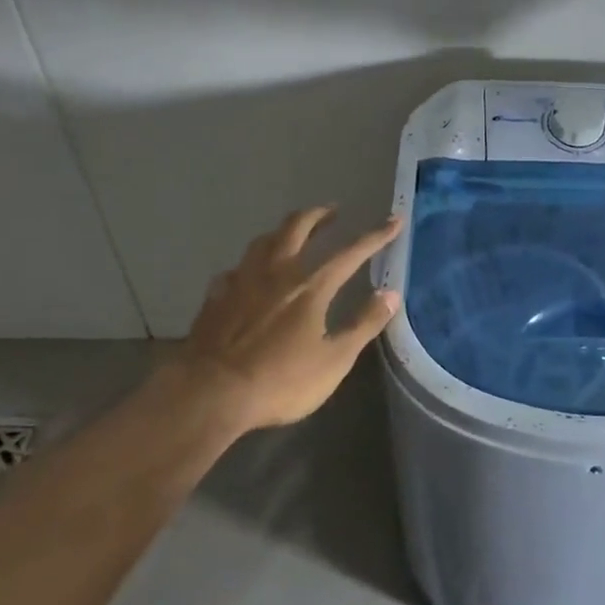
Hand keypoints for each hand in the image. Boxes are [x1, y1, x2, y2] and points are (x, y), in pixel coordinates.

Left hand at [167, 207, 401, 431]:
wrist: (210, 393)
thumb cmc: (280, 381)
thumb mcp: (334, 361)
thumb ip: (363, 324)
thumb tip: (391, 294)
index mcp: (310, 287)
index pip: (350, 253)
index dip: (374, 236)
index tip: (393, 221)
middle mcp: (276, 273)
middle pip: (297, 228)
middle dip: (318, 215)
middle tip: (332, 211)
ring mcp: (241, 282)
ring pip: (263, 241)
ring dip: (282, 231)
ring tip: (292, 233)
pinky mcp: (216, 297)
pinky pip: (235, 270)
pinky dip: (249, 266)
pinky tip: (248, 275)